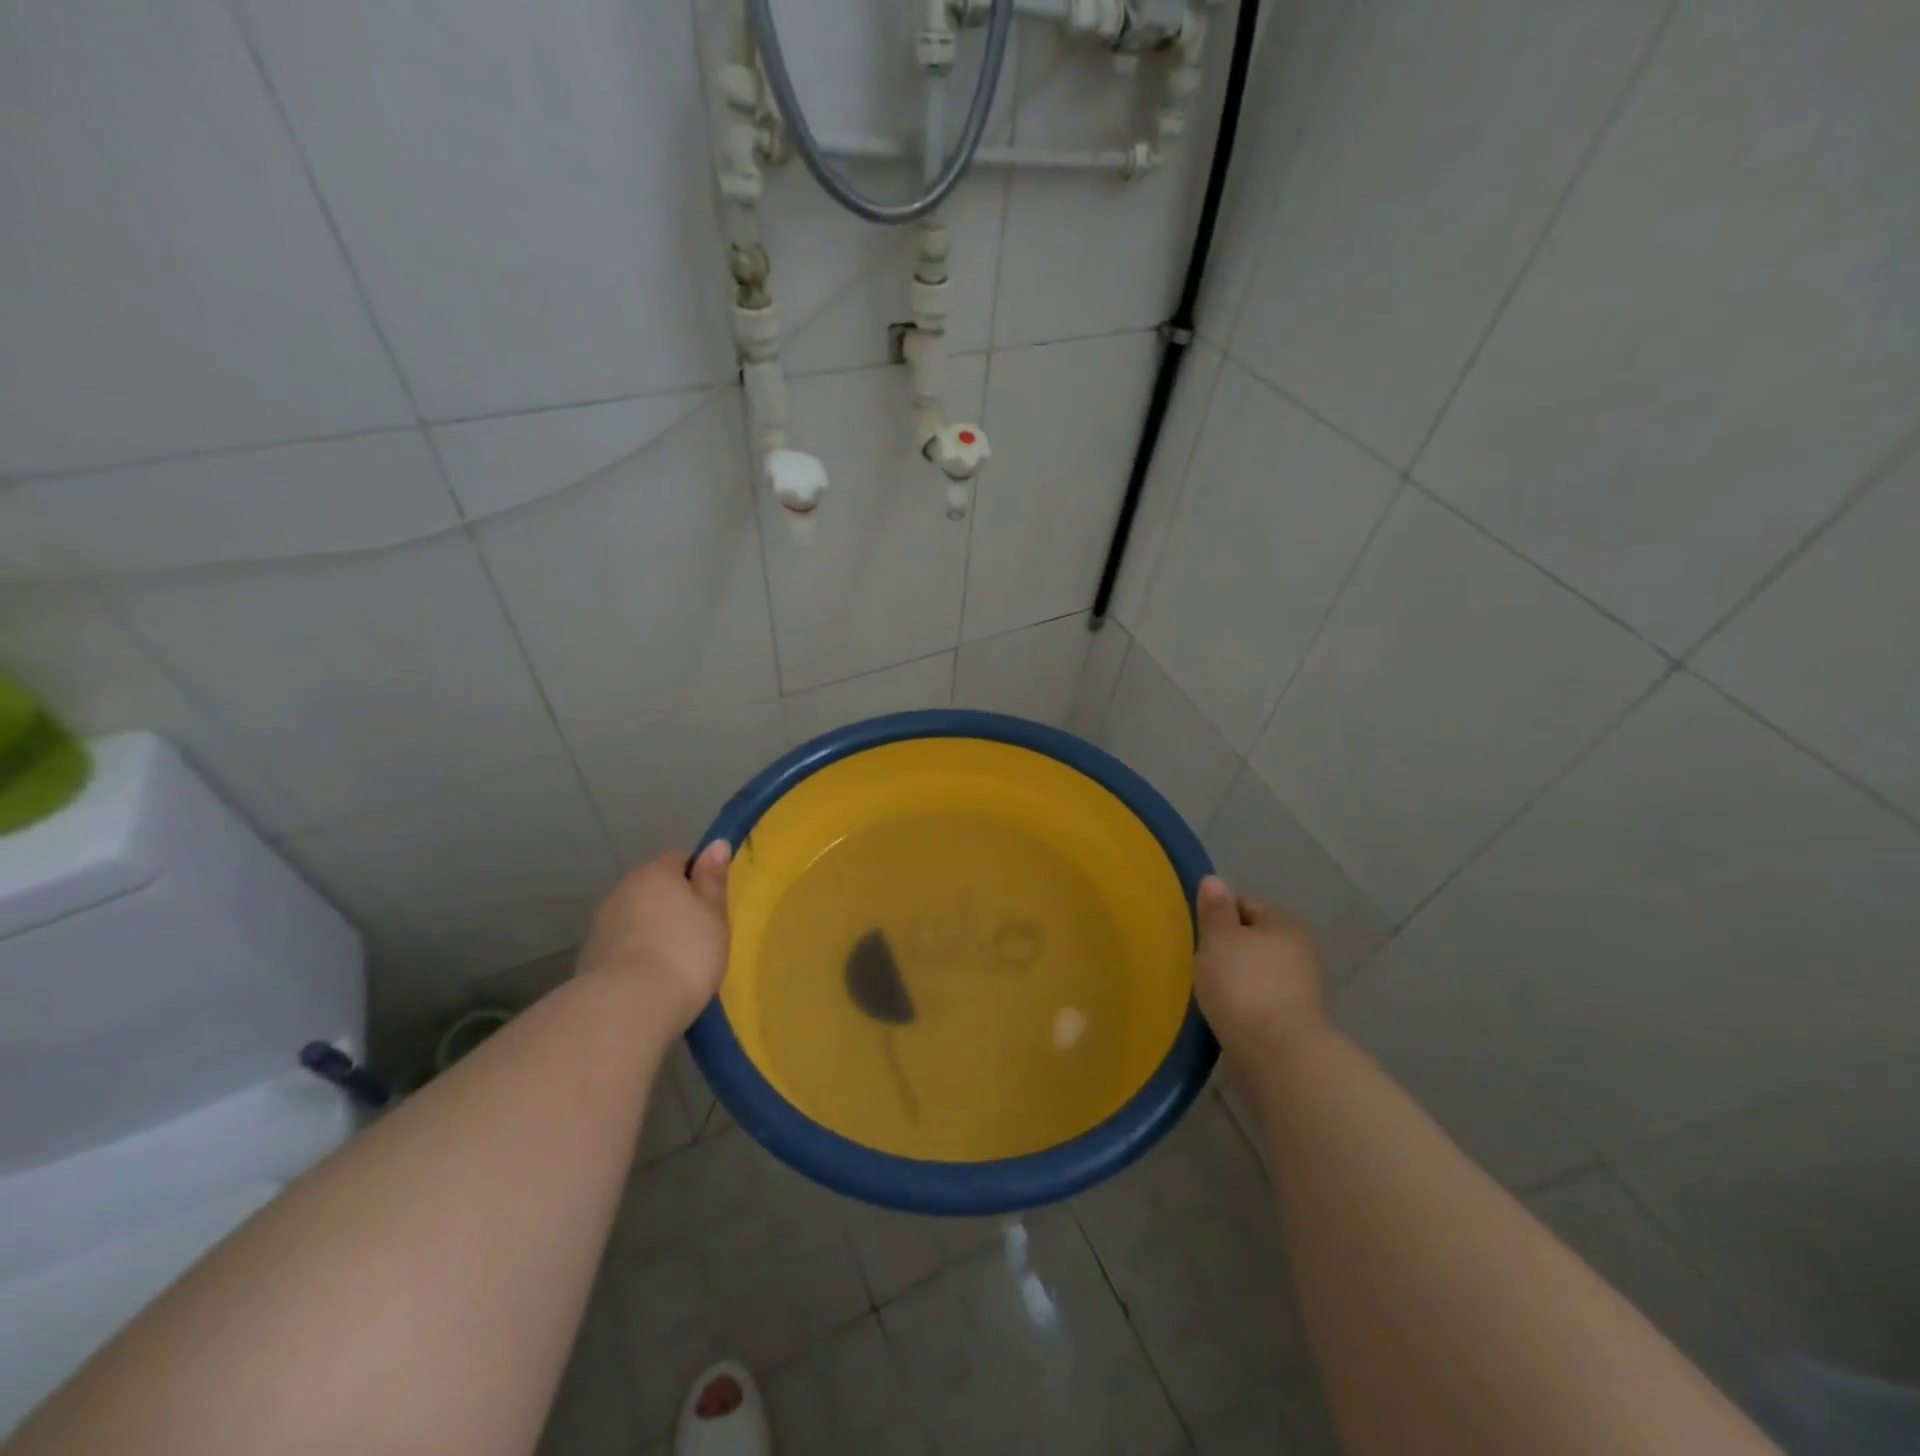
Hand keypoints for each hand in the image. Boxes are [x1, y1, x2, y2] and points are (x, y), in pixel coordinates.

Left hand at [575, 843, 731, 1036]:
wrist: (628, 1007)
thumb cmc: (685, 952)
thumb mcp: (714, 914)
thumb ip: (713, 879)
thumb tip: (716, 844)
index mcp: (656, 873)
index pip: (680, 858)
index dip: (698, 877)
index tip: (711, 904)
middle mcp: (624, 889)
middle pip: (655, 888)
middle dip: (673, 904)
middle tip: (698, 934)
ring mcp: (602, 923)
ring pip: (636, 916)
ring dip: (652, 929)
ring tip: (674, 961)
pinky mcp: (589, 957)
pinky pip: (622, 944)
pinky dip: (636, 952)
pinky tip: (650, 978)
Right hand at [1192, 875, 1330, 1066]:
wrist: (1279, 1055)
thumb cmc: (1244, 985)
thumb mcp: (1218, 938)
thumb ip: (1215, 909)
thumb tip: (1214, 880)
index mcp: (1285, 922)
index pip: (1245, 904)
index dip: (1217, 916)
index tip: (1197, 937)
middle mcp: (1302, 949)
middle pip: (1254, 938)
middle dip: (1228, 949)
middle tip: (1201, 964)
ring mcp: (1304, 987)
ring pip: (1258, 970)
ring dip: (1237, 978)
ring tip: (1211, 992)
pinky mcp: (1298, 1020)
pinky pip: (1263, 1000)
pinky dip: (1246, 1004)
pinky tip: (1228, 1014)